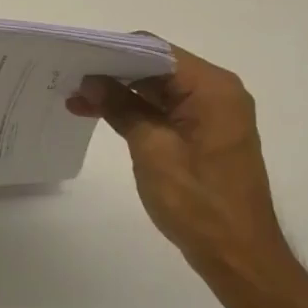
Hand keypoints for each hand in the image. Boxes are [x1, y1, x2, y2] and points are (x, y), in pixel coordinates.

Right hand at [68, 41, 294, 290]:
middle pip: (157, 68)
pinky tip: (102, 115)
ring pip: (158, 89)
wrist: (238, 256)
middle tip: (69, 80)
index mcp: (211, 88)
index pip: (156, 51)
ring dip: (120, 93)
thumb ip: (121, 108)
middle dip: (113, 73)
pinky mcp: (204, 134)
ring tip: (76, 100)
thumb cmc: (198, 201)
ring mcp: (212, 114)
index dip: (114, 52)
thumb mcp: (152, 149)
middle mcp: (217, 92)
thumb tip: (91, 81)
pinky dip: (135, 111)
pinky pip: (165, 110)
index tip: (76, 59)